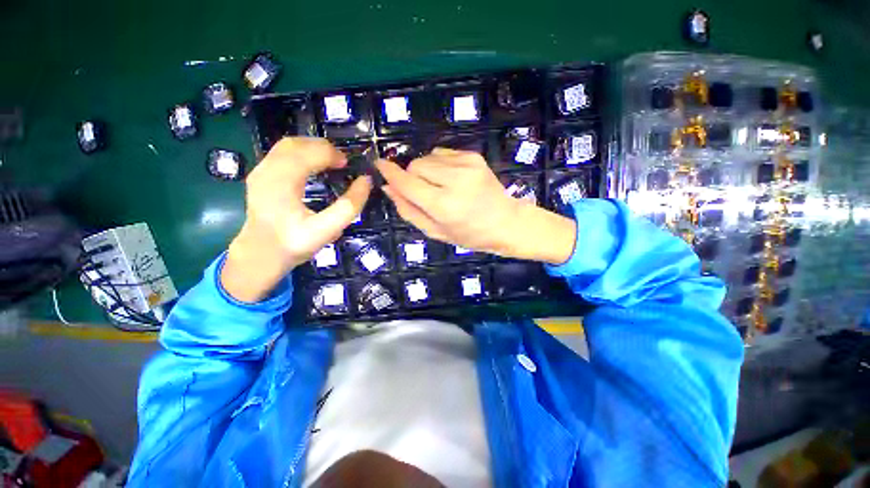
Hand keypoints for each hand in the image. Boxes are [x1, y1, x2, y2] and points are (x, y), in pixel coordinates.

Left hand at [222, 138, 371, 301]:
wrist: (260, 256)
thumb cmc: (294, 244)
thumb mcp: (327, 230)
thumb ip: (349, 206)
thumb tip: (366, 181)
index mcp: (282, 183)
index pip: (310, 154)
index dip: (333, 155)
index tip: (349, 166)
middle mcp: (266, 171)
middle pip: (296, 143)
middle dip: (323, 147)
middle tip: (342, 163)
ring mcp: (259, 172)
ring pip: (287, 145)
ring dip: (312, 148)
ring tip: (330, 161)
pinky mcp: (259, 176)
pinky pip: (281, 154)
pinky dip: (301, 154)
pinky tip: (312, 166)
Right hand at [376, 148, 575, 263]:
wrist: (506, 222)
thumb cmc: (469, 234)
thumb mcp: (435, 231)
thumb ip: (409, 210)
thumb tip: (389, 188)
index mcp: (443, 205)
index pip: (407, 182)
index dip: (390, 172)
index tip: (379, 165)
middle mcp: (454, 181)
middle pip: (415, 165)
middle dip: (412, 177)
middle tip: (424, 192)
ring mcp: (466, 165)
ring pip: (428, 158)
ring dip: (426, 170)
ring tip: (441, 187)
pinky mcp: (474, 157)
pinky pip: (443, 153)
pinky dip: (440, 164)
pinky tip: (452, 178)